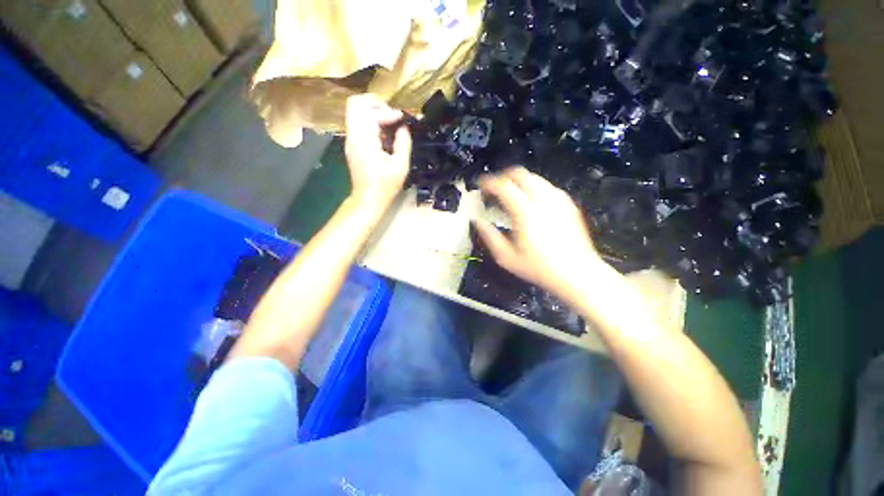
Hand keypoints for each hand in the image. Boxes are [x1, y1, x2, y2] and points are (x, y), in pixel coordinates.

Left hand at [344, 94, 411, 214]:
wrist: (368, 200)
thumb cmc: (385, 186)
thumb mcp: (401, 166)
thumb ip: (403, 143)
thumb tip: (403, 127)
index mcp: (365, 141)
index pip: (370, 111)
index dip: (388, 112)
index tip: (402, 120)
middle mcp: (353, 136)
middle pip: (355, 103)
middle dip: (376, 104)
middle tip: (392, 115)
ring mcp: (350, 140)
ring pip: (355, 112)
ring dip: (373, 112)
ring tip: (390, 124)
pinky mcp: (351, 145)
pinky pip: (357, 123)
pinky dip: (370, 122)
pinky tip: (384, 134)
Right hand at [473, 167, 604, 302]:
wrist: (577, 274)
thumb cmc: (540, 268)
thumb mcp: (506, 257)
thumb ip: (489, 236)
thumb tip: (477, 221)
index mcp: (526, 213)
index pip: (504, 186)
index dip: (489, 182)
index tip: (481, 185)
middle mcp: (544, 201)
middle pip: (521, 174)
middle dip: (504, 176)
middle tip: (494, 187)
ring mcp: (559, 201)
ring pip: (535, 178)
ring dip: (518, 181)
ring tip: (509, 194)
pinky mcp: (568, 205)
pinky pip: (547, 186)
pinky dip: (533, 187)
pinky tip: (529, 202)